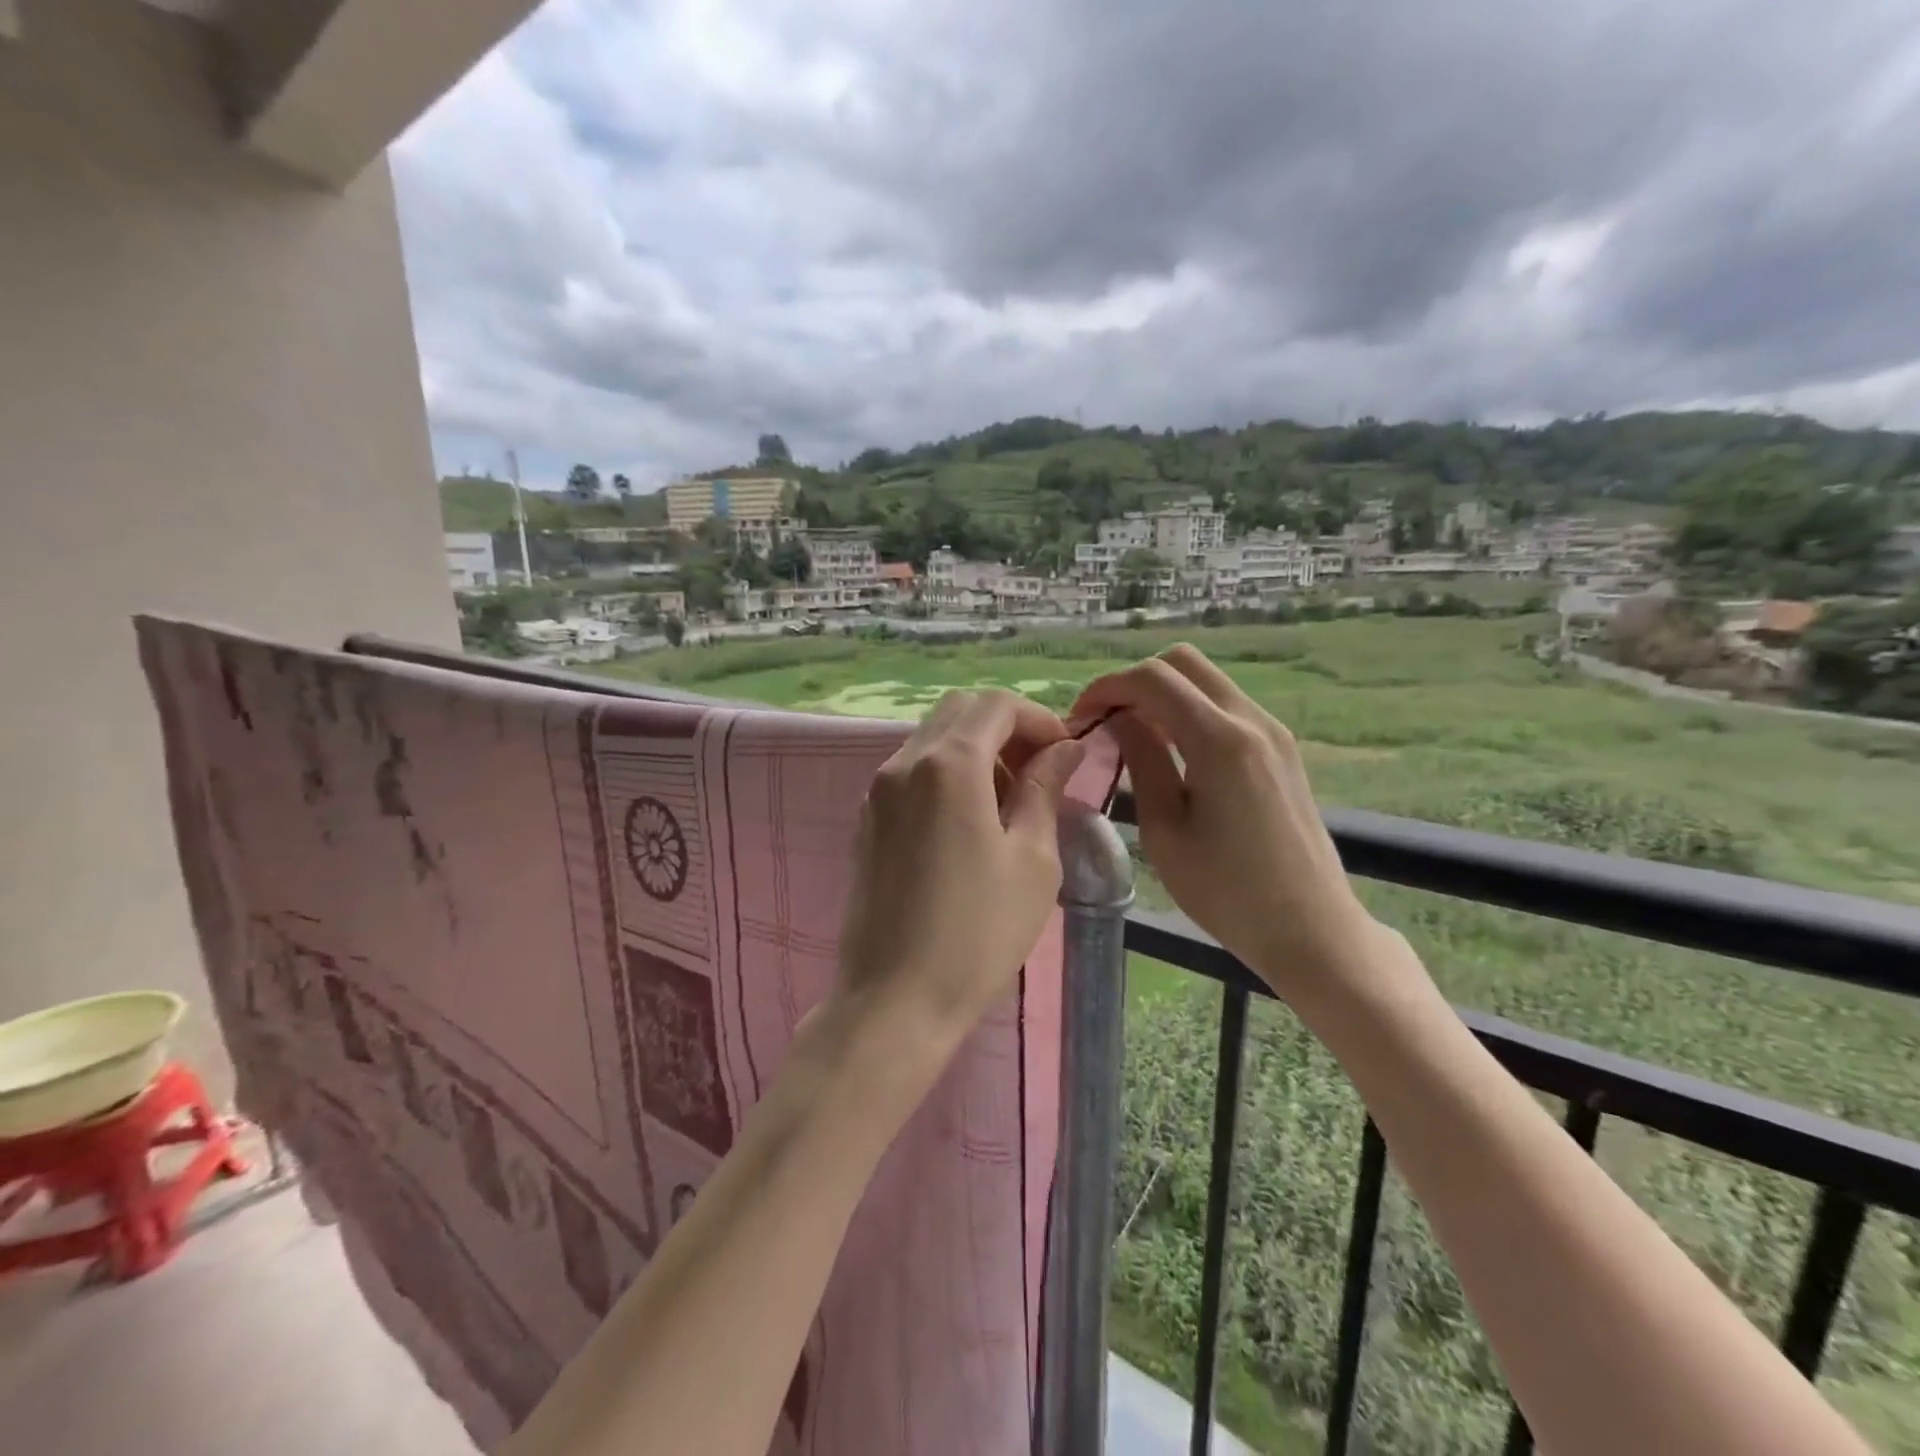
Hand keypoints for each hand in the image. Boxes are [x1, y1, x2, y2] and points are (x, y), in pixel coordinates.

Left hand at [835, 689, 1085, 1046]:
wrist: (894, 1000)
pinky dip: (947, 772)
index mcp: (948, 765)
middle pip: (960, 710)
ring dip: (977, 748)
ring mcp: (878, 790)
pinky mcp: (867, 819)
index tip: (1066, 753)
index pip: (997, 705)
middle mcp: (904, 762)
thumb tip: (1064, 748)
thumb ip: (1044, 789)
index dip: (1039, 717)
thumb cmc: (978, 933)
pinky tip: (969, 820)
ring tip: (1010, 799)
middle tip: (1040, 769)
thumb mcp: (1031, 859)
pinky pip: (912, 770)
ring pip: (933, 738)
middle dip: (1007, 726)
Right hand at [1073, 646, 1396, 1001]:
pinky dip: (1190, 710)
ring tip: (1134, 736)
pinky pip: (1226, 705)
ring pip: (1207, 680)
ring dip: (1164, 694)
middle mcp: (1252, 720)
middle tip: (1107, 720)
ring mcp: (1273, 732)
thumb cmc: (1227, 893)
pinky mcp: (1281, 749)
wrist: (1311, 930)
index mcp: (1220, 741)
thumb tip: (1117, 719)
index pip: (1153, 679)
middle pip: (1183, 662)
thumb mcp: (1165, 831)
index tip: (1080, 717)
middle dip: (1135, 681)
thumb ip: (1142, 762)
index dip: (1107, 687)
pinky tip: (1173, 751)